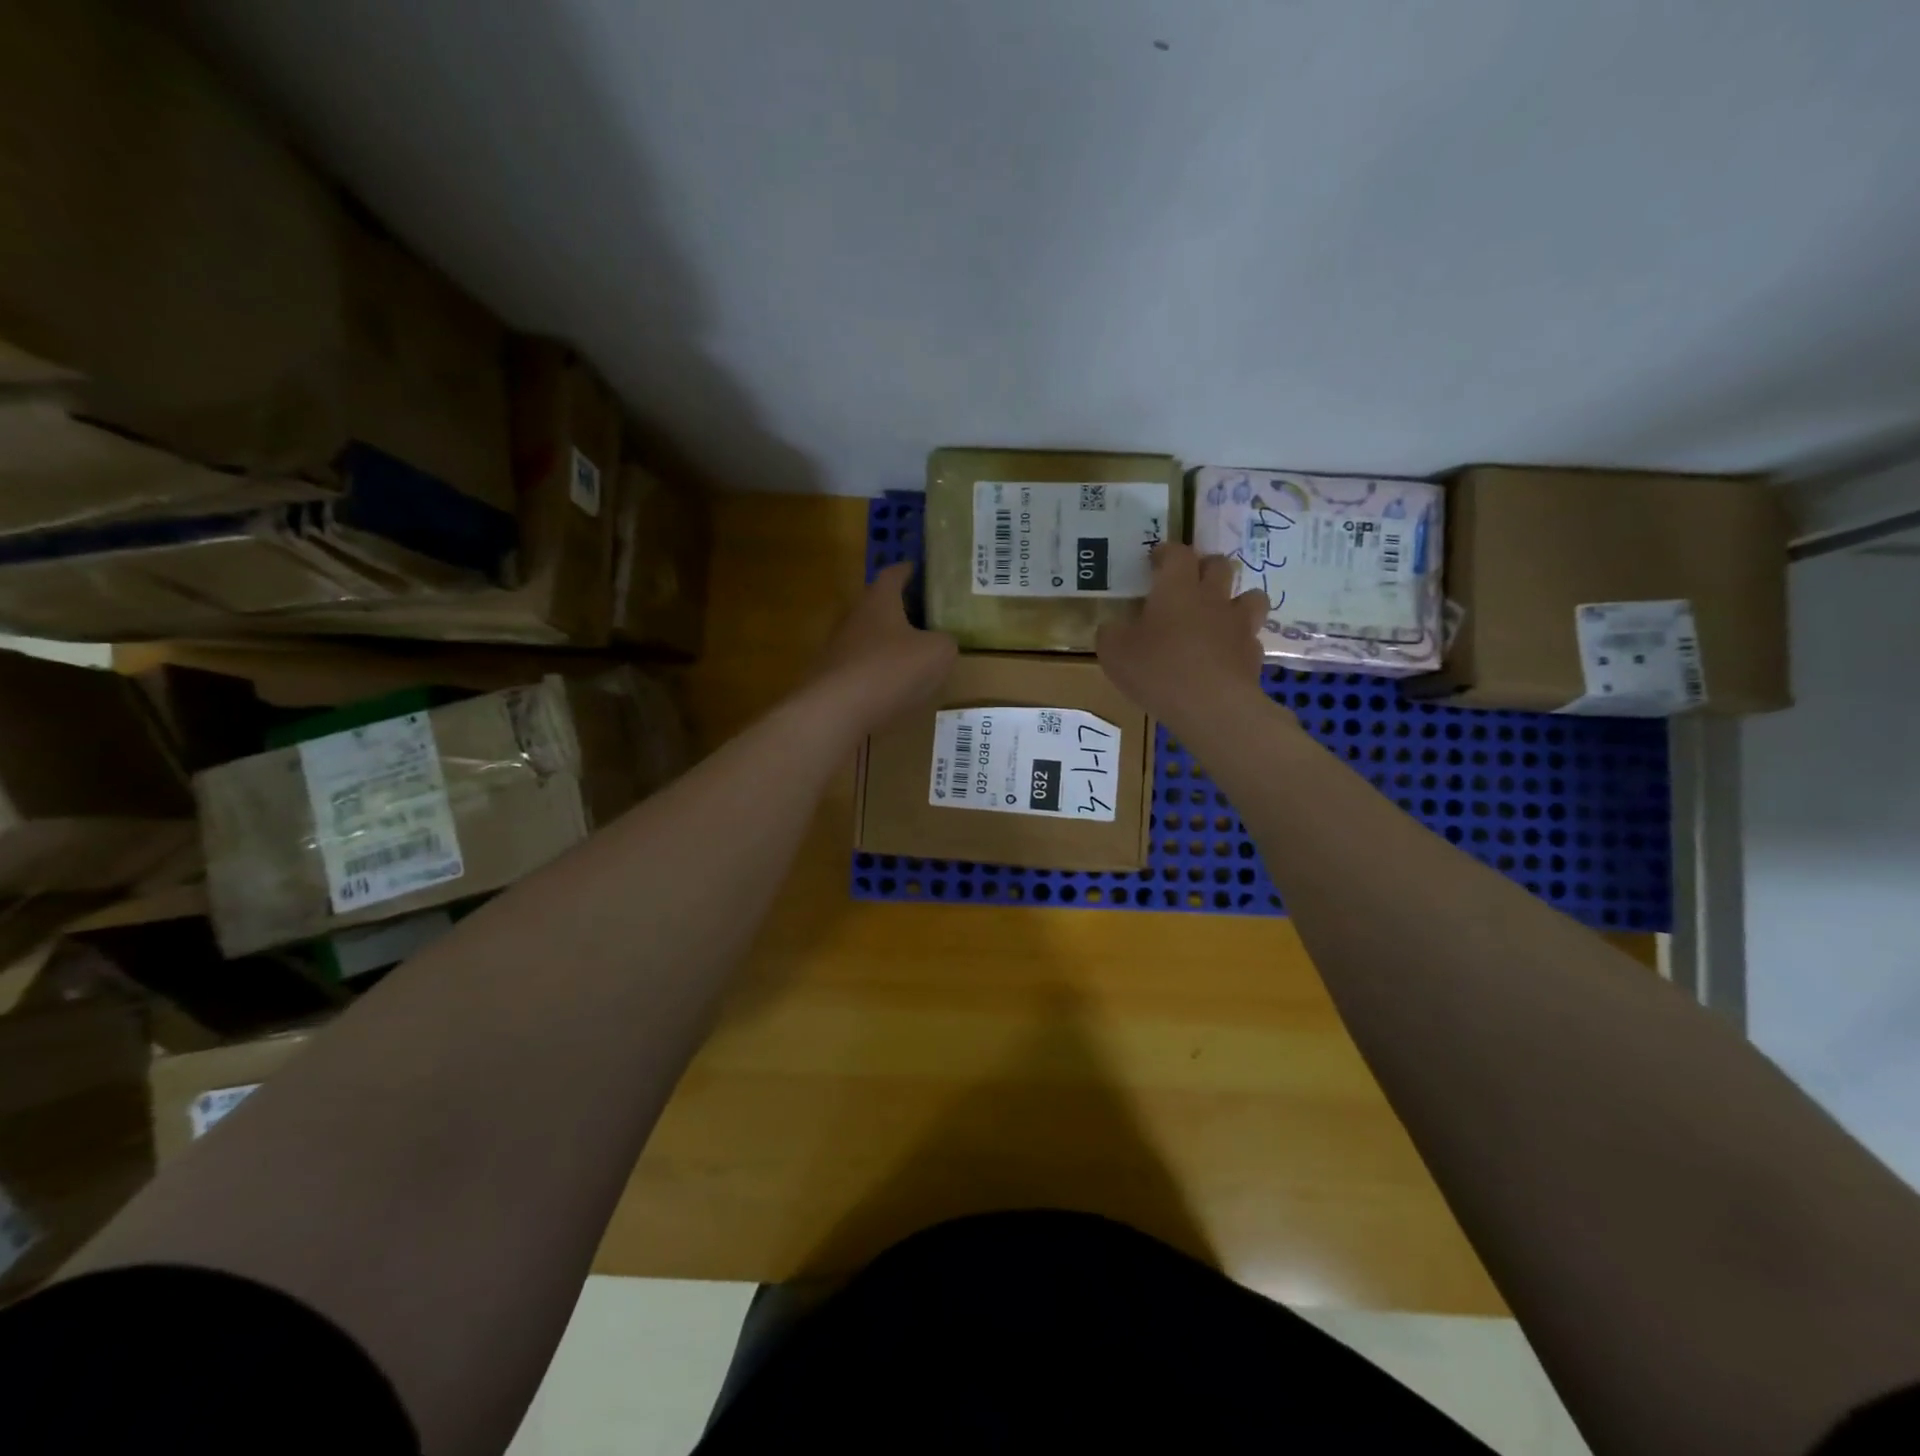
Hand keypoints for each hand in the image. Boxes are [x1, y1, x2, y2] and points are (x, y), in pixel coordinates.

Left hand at [812, 563, 957, 731]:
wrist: (836, 710)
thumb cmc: (890, 669)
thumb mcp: (937, 653)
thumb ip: (946, 642)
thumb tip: (942, 641)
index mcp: (880, 601)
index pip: (893, 574)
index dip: (908, 570)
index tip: (919, 569)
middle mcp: (855, 617)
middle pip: (879, 605)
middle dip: (900, 608)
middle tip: (924, 615)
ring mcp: (839, 648)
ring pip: (869, 637)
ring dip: (888, 642)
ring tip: (913, 655)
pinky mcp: (832, 677)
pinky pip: (861, 666)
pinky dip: (877, 671)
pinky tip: (892, 687)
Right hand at [1096, 544, 1268, 725]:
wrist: (1211, 706)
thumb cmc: (1157, 670)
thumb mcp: (1114, 653)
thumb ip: (1111, 634)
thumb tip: (1113, 628)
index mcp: (1176, 588)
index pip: (1177, 553)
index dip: (1167, 552)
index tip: (1156, 559)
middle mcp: (1212, 598)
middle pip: (1219, 565)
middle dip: (1204, 567)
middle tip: (1189, 581)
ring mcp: (1238, 625)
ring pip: (1250, 596)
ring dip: (1236, 599)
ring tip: (1220, 614)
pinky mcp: (1253, 654)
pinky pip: (1250, 638)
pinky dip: (1239, 641)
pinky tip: (1225, 656)